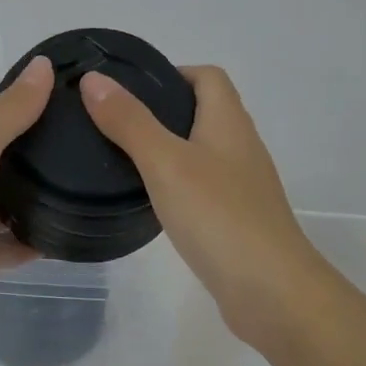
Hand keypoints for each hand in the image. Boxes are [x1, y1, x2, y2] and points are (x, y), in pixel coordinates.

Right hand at [80, 65, 329, 353]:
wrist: (271, 292)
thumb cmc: (218, 216)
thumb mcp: (165, 162)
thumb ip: (129, 121)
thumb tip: (94, 79)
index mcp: (229, 123)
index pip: (207, 77)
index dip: (172, 72)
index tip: (128, 89)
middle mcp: (241, 147)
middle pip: (204, 113)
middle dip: (161, 111)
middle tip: (113, 123)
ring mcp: (242, 187)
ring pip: (201, 152)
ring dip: (167, 149)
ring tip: (121, 158)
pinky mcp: (236, 221)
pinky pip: (202, 188)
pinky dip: (176, 185)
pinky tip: (149, 201)